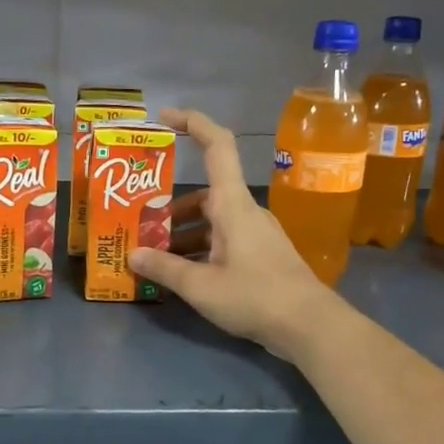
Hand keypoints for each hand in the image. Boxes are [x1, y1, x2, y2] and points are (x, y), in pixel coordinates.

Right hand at [129, 108, 341, 361]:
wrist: (310, 326)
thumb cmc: (255, 296)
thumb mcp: (201, 286)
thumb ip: (165, 269)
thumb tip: (133, 255)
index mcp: (232, 205)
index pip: (217, 146)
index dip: (193, 123)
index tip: (165, 117)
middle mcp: (245, 212)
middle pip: (204, 196)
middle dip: (170, 209)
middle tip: (139, 223)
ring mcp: (256, 234)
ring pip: (212, 222)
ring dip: (183, 234)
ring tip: (154, 256)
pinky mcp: (261, 256)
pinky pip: (223, 242)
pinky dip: (201, 250)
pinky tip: (182, 275)